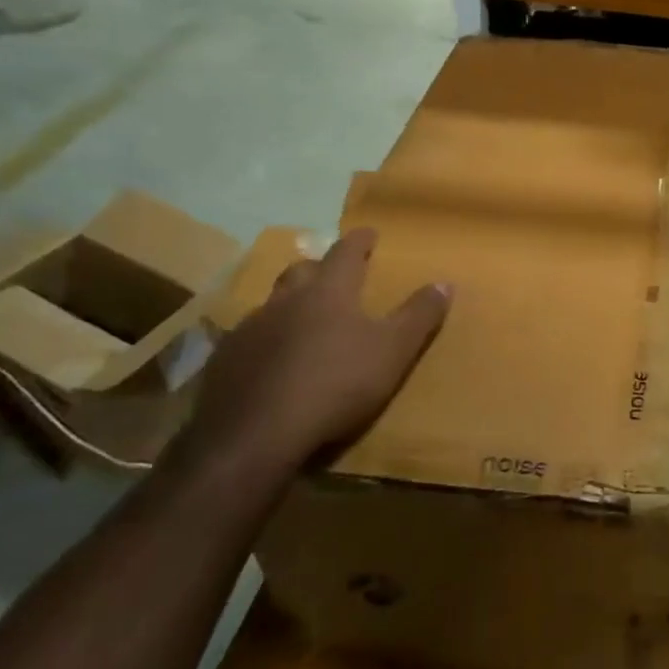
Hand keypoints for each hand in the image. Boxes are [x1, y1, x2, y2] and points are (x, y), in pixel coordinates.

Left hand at [187, 228, 450, 472]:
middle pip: (301, 272)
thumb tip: (444, 282)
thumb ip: (418, 316)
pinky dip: (265, 342)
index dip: (359, 241)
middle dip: (319, 268)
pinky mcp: (224, 363)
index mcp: (328, 292)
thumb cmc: (336, 385)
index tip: (368, 233)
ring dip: (289, 306)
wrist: (255, 435)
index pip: (346, 252)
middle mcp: (285, 301)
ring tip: (301, 321)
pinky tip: (270, 363)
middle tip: (332, 275)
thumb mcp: (393, 351)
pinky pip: (247, 340)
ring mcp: (249, 330)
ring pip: (271, 305)